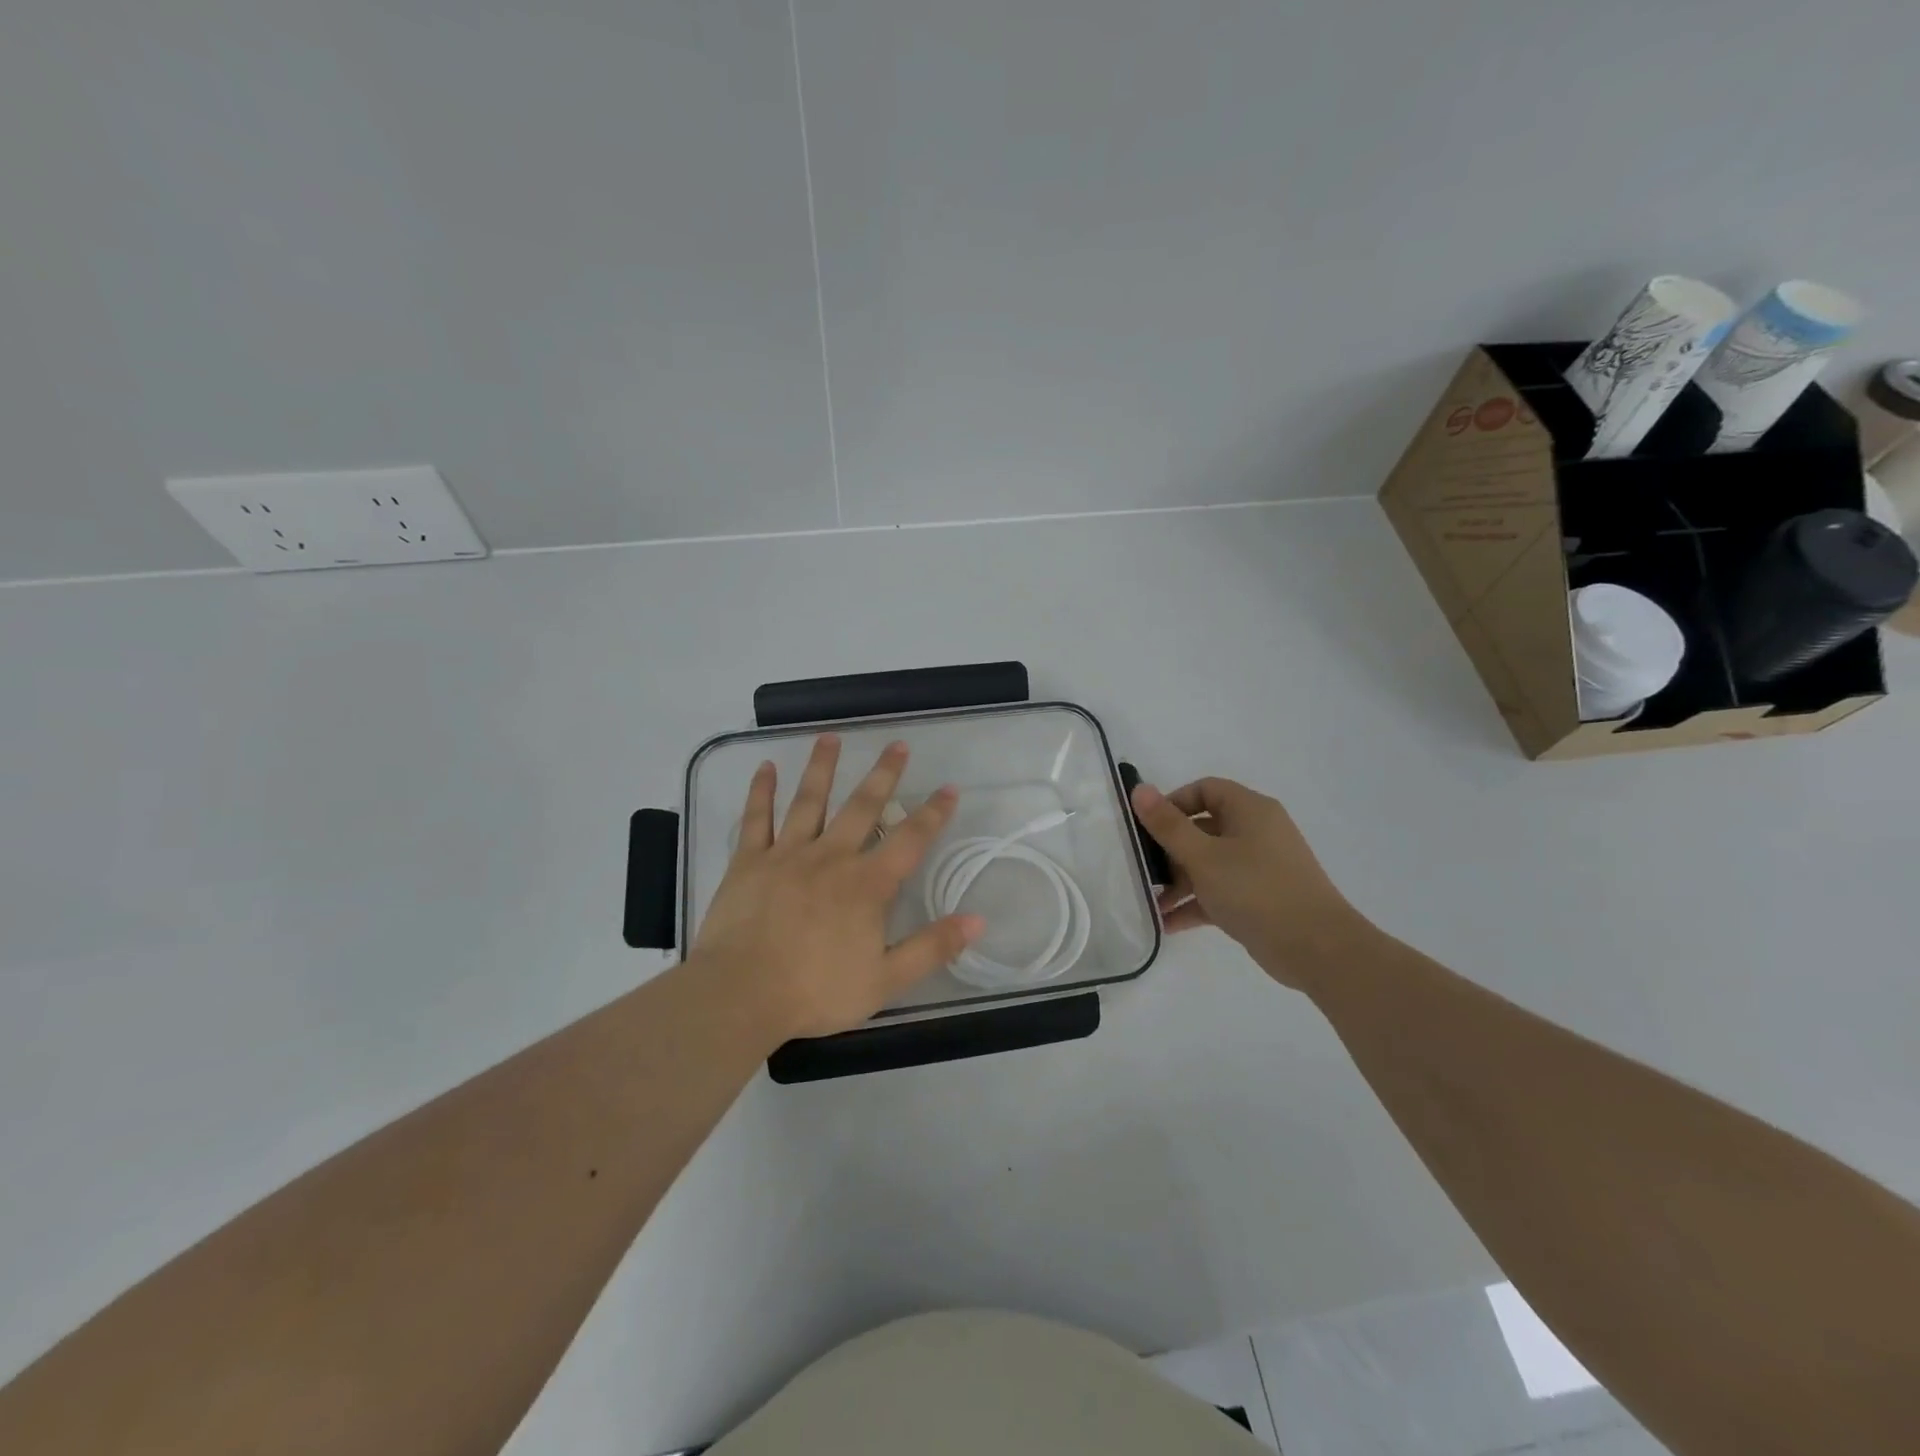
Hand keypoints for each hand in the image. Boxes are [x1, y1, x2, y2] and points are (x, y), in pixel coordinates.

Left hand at [692, 735, 984, 1039]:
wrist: (741, 994)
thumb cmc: (816, 990)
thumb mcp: (886, 980)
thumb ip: (932, 948)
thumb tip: (978, 919)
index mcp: (867, 884)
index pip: (910, 840)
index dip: (934, 814)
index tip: (949, 789)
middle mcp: (831, 857)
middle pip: (862, 807)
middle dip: (884, 774)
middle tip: (898, 745)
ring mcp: (787, 854)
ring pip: (809, 800)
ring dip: (822, 767)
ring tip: (831, 737)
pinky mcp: (749, 861)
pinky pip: (757, 818)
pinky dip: (762, 791)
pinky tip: (766, 767)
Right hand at [1130, 776, 1370, 992]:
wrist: (1317, 949)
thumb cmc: (1256, 890)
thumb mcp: (1203, 856)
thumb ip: (1168, 825)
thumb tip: (1139, 790)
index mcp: (1250, 810)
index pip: (1205, 790)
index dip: (1173, 803)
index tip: (1147, 828)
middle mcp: (1257, 832)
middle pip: (1204, 828)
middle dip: (1170, 850)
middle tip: (1144, 870)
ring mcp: (1261, 867)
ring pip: (1210, 863)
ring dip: (1179, 882)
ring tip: (1152, 903)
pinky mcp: (1261, 898)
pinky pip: (1221, 891)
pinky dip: (1197, 903)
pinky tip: (1168, 924)